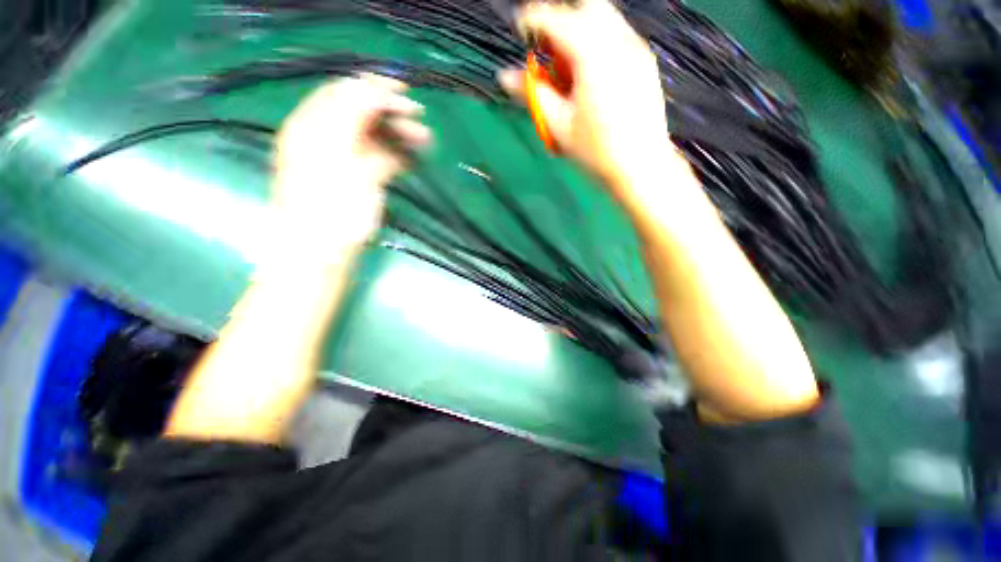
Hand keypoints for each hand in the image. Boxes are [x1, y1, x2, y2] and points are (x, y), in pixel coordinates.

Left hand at [273, 74, 430, 250]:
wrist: (321, 253)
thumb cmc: (330, 209)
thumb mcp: (341, 159)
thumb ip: (356, 122)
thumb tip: (376, 91)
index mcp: (313, 126)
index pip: (345, 93)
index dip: (375, 88)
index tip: (406, 91)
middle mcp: (326, 138)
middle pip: (361, 113)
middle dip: (392, 113)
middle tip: (420, 122)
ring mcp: (343, 160)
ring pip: (374, 137)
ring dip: (399, 135)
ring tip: (424, 142)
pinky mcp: (357, 180)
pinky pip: (378, 158)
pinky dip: (397, 155)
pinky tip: (413, 158)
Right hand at [499, 0, 670, 193]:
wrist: (641, 167)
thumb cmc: (596, 151)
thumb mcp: (558, 125)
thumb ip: (533, 95)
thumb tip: (506, 77)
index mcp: (593, 55)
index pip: (558, 20)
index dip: (534, 19)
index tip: (521, 27)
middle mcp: (619, 42)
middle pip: (587, 7)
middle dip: (562, 21)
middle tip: (549, 52)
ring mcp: (636, 50)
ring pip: (604, 20)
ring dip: (581, 33)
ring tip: (570, 71)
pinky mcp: (645, 63)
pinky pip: (617, 37)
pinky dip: (597, 45)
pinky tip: (591, 78)